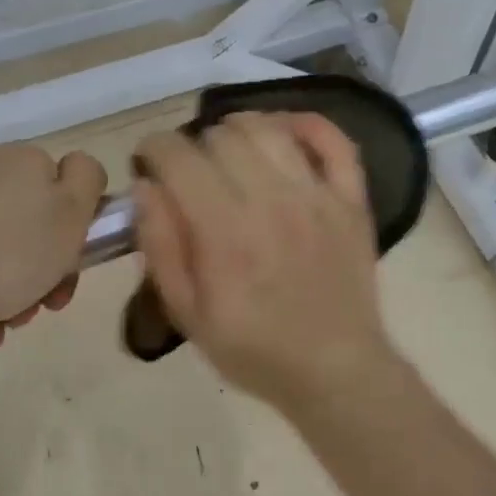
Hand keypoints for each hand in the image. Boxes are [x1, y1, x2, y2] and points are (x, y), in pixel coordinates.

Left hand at [0, 143, 106, 354]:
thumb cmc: (1, 258)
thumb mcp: (69, 217)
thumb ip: (87, 181)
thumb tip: (77, 168)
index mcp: (22, 160)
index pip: (64, 188)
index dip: (74, 234)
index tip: (67, 274)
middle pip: (24, 222)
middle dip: (37, 271)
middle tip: (35, 311)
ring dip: (2, 290)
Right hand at [132, 112, 393, 413]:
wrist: (335, 370)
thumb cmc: (254, 348)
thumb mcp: (187, 313)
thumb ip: (160, 246)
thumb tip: (145, 186)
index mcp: (224, 232)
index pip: (179, 157)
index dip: (154, 149)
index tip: (149, 162)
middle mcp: (271, 201)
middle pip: (221, 136)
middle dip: (193, 145)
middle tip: (191, 172)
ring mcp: (317, 196)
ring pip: (269, 129)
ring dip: (239, 129)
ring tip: (229, 151)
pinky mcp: (351, 200)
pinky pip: (334, 140)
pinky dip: (306, 124)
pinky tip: (283, 132)